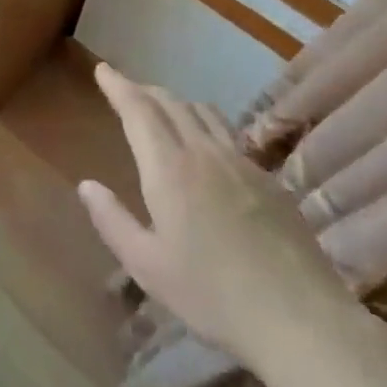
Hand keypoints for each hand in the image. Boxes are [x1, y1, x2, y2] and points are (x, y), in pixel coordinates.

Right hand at [78, 64, 349, 362]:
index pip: (138, 110)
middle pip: (172, 104)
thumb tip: (87, 186)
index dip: (118, 86)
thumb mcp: (147, 266)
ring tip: (164, 110)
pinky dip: (206, 125)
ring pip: (205, 113)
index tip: (103, 69)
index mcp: (169, 169)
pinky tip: (208, 149)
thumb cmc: (211, 294)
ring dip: (177, 103)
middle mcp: (205, 153)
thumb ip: (112, 221)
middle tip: (125, 88)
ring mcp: (243, 163)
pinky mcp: (270, 180)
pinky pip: (230, 135)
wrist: (299, 317)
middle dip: (144, 90)